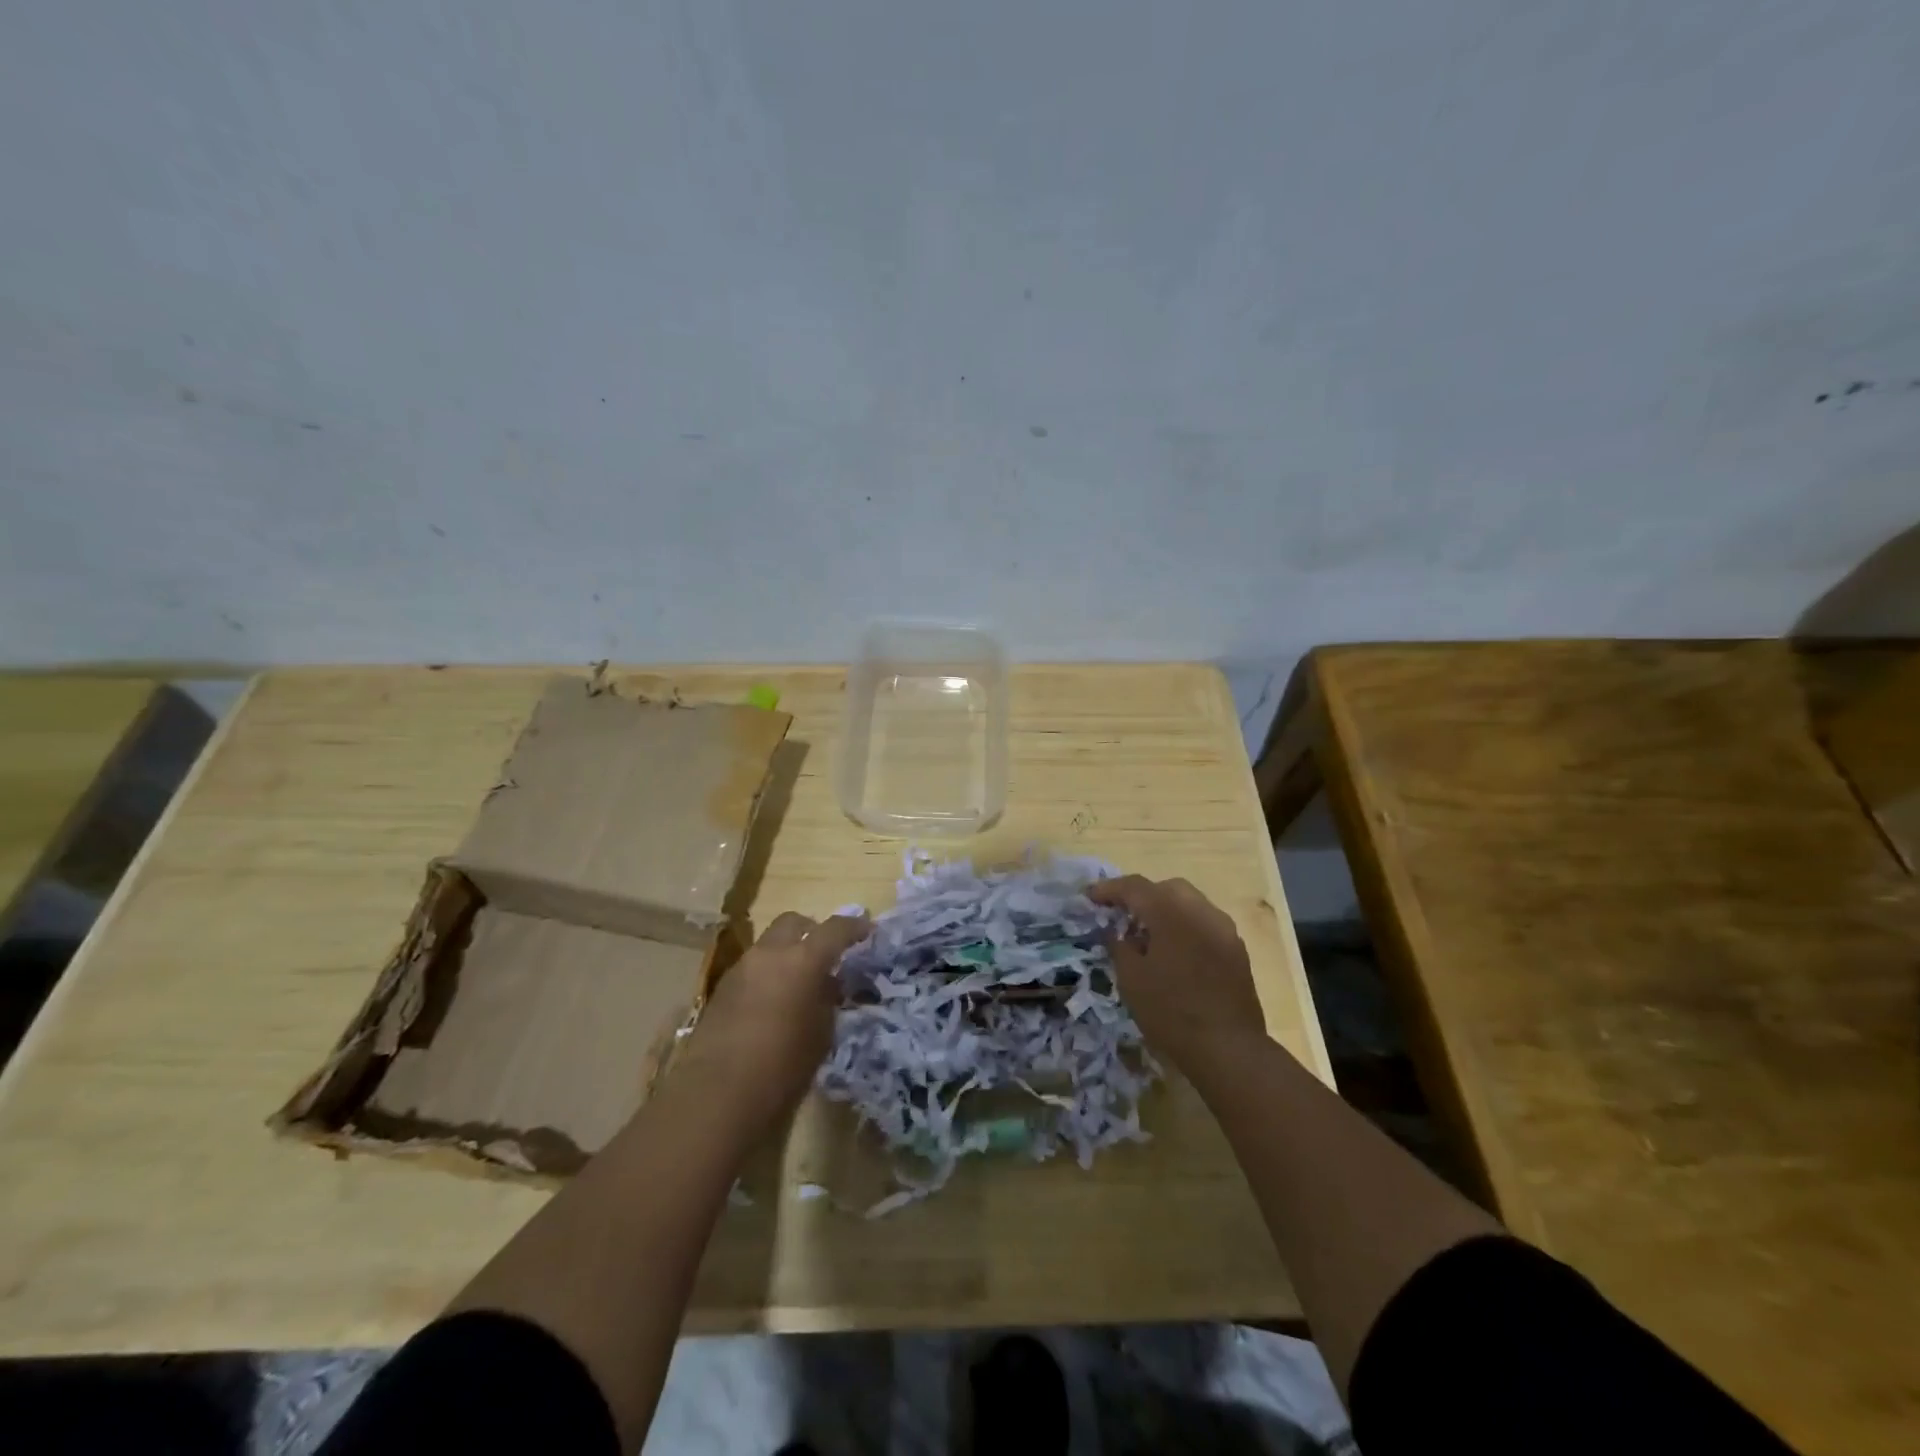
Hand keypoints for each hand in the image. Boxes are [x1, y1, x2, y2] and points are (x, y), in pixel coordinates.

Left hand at [675, 911, 869, 1133]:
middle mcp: (769, 954)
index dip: (853, 927)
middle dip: (812, 930)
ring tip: (797, 984)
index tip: (866, 930)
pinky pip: (751, 968)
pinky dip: (767, 974)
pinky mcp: (720, 990)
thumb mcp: (821, 1035)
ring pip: (769, 945)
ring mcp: (741, 969)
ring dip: (786, 954)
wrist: (717, 1096)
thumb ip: (826, 1000)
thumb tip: (825, 985)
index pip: (835, 929)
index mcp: (803, 960)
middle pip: (793, 922)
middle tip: (826, 953)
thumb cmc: (783, 1068)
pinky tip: (772, 1003)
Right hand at [1090, 876, 1268, 1069]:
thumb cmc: (1171, 1012)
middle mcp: (1201, 911)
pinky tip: (1174, 952)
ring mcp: (1224, 929)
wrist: (1229, 1049)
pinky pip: (1205, 924)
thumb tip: (1116, 932)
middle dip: (1142, 896)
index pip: (1135, 887)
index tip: (1090, 897)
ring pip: (1190, 903)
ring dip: (1166, 910)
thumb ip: (1119, 946)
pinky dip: (1185, 926)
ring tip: (1147, 935)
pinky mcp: (1236, 950)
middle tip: (1121, 914)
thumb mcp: (1131, 980)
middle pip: (1166, 888)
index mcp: (1171, 913)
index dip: (1109, 889)